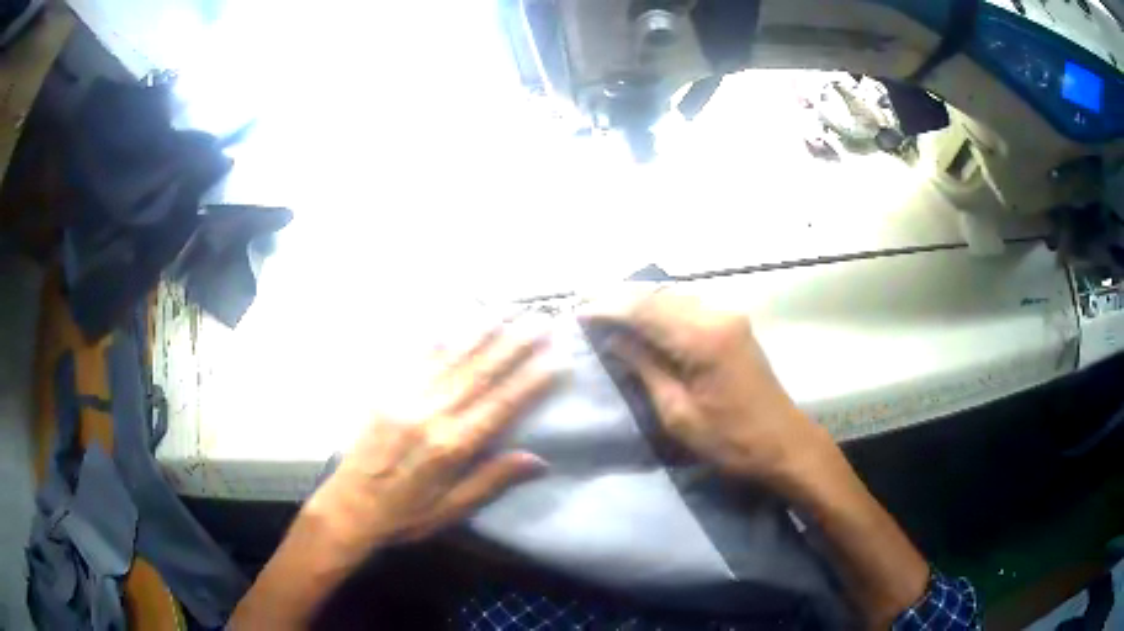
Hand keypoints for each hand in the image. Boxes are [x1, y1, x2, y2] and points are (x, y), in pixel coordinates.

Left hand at [231, 319, 559, 628]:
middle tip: (540, 321)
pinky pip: (415, 360)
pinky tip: (453, 323)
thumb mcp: (451, 509)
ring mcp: (404, 398)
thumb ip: (491, 481)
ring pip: (450, 360)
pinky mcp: (385, 393)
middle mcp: (430, 414)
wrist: (348, 507)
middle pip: (479, 374)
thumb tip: (538, 460)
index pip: (499, 407)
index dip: (529, 382)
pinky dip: (438, 340)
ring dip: (481, 334)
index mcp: (449, 447)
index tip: (555, 359)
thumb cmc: (404, 515)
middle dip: (512, 346)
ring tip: (506, 312)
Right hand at [585, 288, 931, 626]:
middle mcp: (716, 313)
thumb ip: (643, 367)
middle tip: (583, 310)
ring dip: (637, 301)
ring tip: (603, 314)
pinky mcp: (732, 323)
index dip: (605, 307)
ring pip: (671, 294)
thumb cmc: (730, 440)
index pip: (643, 307)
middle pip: (656, 293)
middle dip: (617, 298)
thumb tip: (610, 338)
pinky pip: (686, 305)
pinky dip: (658, 309)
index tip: (575, 313)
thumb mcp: (677, 412)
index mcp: (702, 336)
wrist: (784, 444)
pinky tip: (639, 321)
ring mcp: (727, 315)